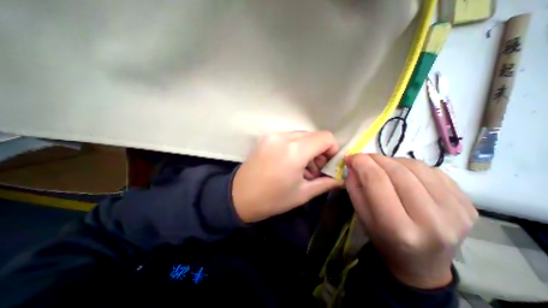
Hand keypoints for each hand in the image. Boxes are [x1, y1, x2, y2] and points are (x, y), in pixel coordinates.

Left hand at [233, 131, 343, 221]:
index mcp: (294, 151)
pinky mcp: (265, 137)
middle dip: (319, 151)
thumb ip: (325, 182)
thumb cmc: (272, 199)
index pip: (325, 137)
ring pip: (301, 136)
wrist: (239, 196)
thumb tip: (341, 178)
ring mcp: (272, 135)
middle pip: (313, 135)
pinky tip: (289, 162)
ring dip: (307, 149)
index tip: (327, 164)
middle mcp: (283, 137)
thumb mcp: (302, 193)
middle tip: (314, 170)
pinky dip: (294, 147)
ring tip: (301, 168)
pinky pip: (288, 137)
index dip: (332, 149)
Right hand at [344, 155, 477, 288]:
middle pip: (398, 172)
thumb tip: (354, 163)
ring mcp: (456, 213)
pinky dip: (411, 167)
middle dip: (376, 159)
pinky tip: (403, 175)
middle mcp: (432, 221)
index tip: (351, 157)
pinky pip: (433, 172)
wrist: (421, 263)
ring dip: (393, 161)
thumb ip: (354, 187)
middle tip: (364, 158)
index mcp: (398, 229)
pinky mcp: (468, 205)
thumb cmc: (384, 240)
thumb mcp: (361, 216)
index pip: (377, 182)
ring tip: (382, 166)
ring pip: (417, 167)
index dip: (362, 164)